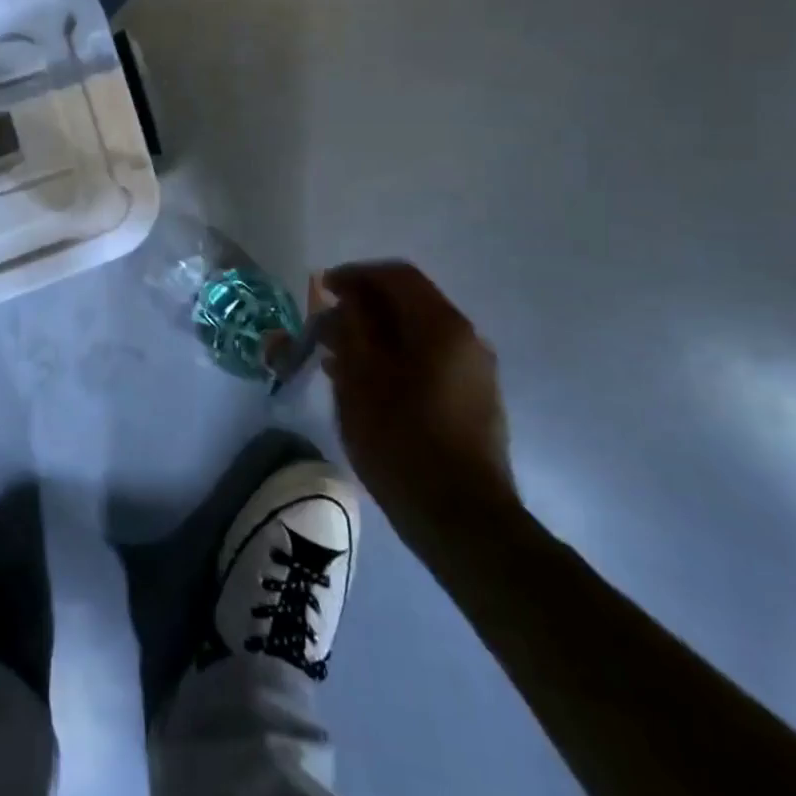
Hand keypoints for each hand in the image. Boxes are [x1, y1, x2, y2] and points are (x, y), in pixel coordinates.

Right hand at [319, 261, 515, 550]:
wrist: (461, 520)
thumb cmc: (402, 440)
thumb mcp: (361, 377)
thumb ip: (352, 327)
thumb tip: (347, 299)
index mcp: (442, 325)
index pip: (396, 276)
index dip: (355, 275)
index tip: (321, 290)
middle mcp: (466, 339)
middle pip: (408, 303)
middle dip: (362, 308)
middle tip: (324, 328)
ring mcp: (474, 371)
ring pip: (416, 334)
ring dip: (375, 335)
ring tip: (335, 357)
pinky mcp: (472, 400)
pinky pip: (427, 361)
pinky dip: (393, 358)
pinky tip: (364, 383)